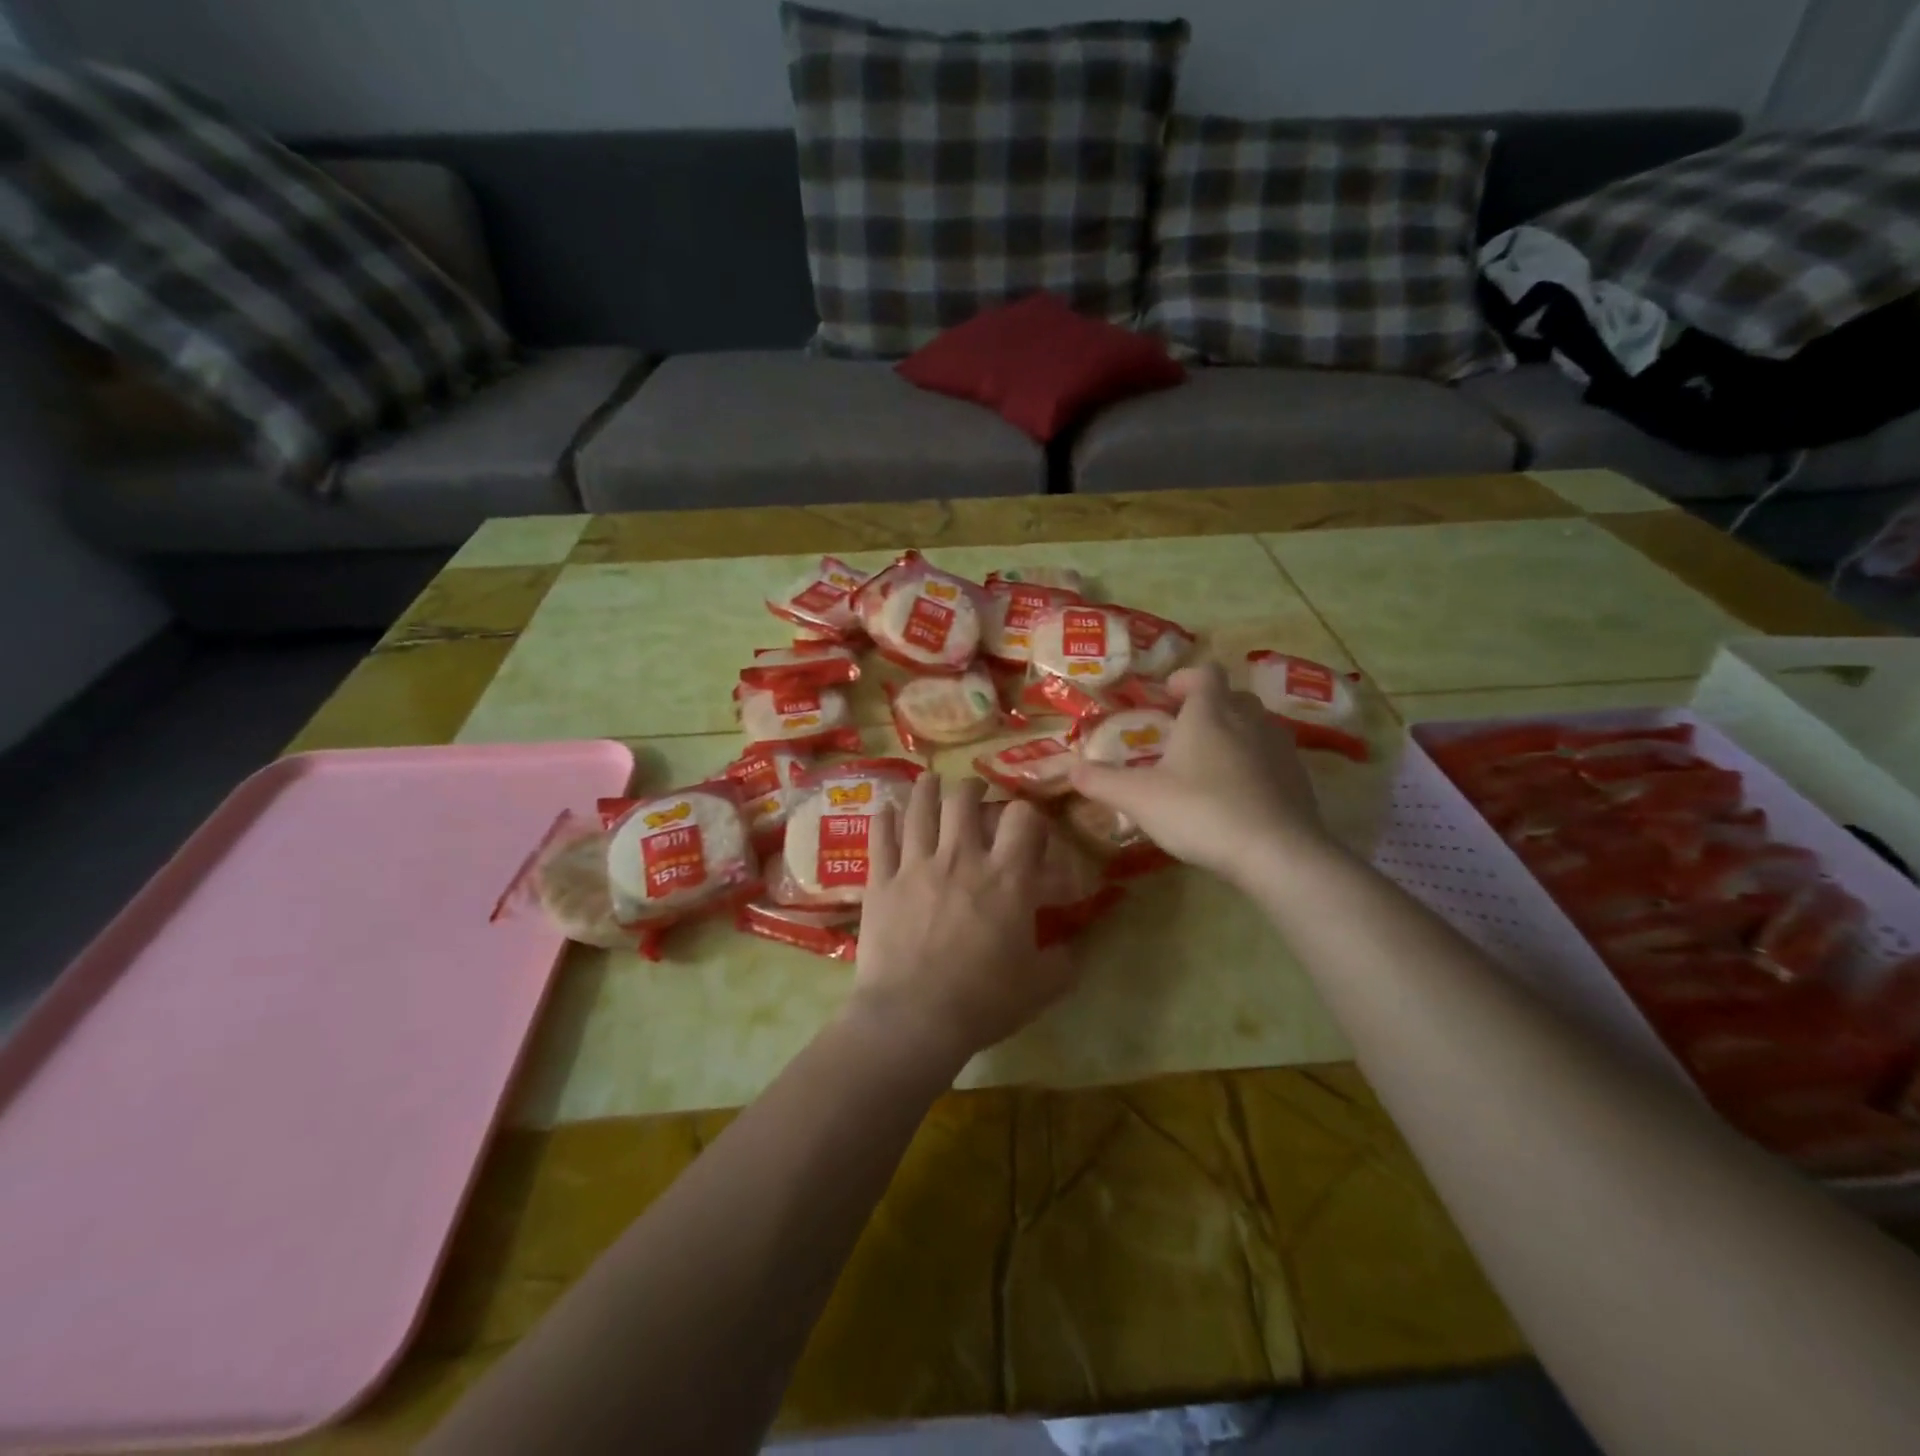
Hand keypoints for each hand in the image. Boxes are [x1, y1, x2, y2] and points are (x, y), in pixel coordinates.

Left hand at [849, 773, 1081, 1068]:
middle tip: (972, 796)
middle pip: (964, 798)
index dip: (1027, 813)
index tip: (1025, 824)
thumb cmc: (983, 1001)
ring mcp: (916, 865)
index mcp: (1007, 876)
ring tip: (930, 782)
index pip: (1022, 817)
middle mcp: (961, 857)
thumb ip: (1065, 961)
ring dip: (926, 789)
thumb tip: (1076, 948)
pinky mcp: (881, 880)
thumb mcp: (1041, 986)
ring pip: (920, 807)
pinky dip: (886, 817)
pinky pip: (881, 836)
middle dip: (971, 790)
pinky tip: (888, 809)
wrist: (914, 1018)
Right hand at [1069, 663, 1332, 886]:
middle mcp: (1250, 720)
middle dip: (1208, 708)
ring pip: (1256, 727)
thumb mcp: (1139, 798)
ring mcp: (1280, 749)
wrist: (1277, 852)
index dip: (1185, 679)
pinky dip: (1254, 767)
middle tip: (1182, 733)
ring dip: (1233, 736)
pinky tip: (1237, 798)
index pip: (1205, 674)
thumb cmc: (1201, 811)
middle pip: (1232, 698)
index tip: (1166, 697)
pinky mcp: (1299, 780)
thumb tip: (1071, 768)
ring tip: (1208, 766)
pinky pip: (1272, 760)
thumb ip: (1102, 781)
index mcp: (1210, 713)